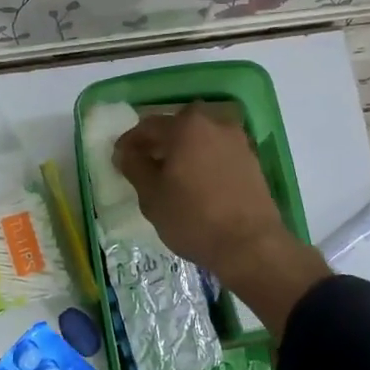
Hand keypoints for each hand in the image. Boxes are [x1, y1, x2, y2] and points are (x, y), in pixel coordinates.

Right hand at [115, 104, 330, 337]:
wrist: (250, 245)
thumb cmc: (193, 218)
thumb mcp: (151, 195)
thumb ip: (134, 166)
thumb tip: (126, 152)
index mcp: (186, 126)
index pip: (148, 126)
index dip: (130, 142)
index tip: (119, 158)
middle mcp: (214, 123)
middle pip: (177, 126)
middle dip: (158, 141)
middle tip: (145, 162)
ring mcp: (237, 140)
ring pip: (200, 137)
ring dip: (183, 149)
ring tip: (171, 174)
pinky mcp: (251, 159)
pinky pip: (217, 151)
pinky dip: (203, 159)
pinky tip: (196, 181)